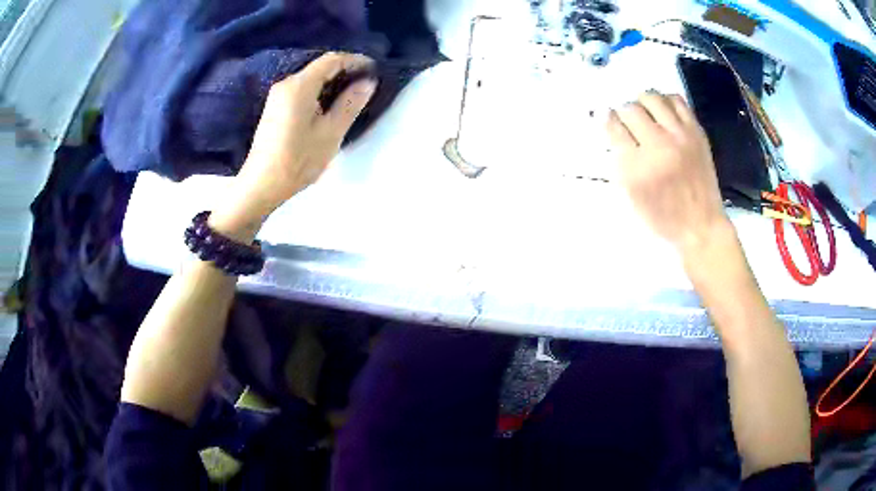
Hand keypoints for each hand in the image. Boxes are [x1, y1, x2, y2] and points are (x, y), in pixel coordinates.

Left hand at [211, 52, 377, 240]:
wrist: (261, 185)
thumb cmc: (298, 160)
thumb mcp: (331, 133)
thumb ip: (350, 103)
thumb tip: (367, 81)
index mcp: (299, 86)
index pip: (332, 60)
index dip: (355, 60)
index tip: (374, 68)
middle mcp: (286, 84)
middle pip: (320, 67)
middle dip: (345, 70)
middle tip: (367, 82)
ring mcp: (277, 95)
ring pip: (311, 79)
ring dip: (332, 82)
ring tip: (353, 94)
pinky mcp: (275, 108)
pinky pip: (302, 90)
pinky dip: (320, 91)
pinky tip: (330, 105)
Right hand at [607, 91, 729, 253]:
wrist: (701, 225)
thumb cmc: (663, 217)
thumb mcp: (632, 196)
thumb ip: (619, 160)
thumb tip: (610, 126)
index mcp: (638, 167)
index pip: (613, 127)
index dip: (607, 121)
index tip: (608, 120)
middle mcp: (658, 145)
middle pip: (630, 109)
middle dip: (623, 113)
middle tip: (628, 123)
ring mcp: (680, 136)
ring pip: (652, 97)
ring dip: (642, 102)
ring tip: (645, 114)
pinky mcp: (696, 132)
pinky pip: (676, 100)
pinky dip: (665, 101)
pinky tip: (663, 113)